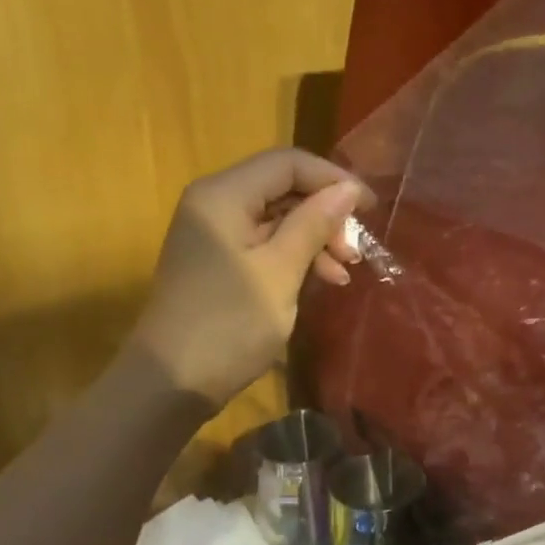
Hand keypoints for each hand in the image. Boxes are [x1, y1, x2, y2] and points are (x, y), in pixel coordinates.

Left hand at [130, 149, 372, 404]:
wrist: (173, 380)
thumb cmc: (230, 324)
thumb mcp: (280, 273)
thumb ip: (313, 225)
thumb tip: (347, 190)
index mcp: (224, 195)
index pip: (287, 163)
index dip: (333, 179)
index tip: (371, 209)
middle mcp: (215, 204)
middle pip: (282, 189)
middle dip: (325, 215)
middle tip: (356, 251)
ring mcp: (214, 236)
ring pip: (276, 220)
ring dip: (314, 240)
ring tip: (344, 272)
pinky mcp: (218, 264)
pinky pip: (264, 246)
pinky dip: (294, 258)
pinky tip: (320, 281)